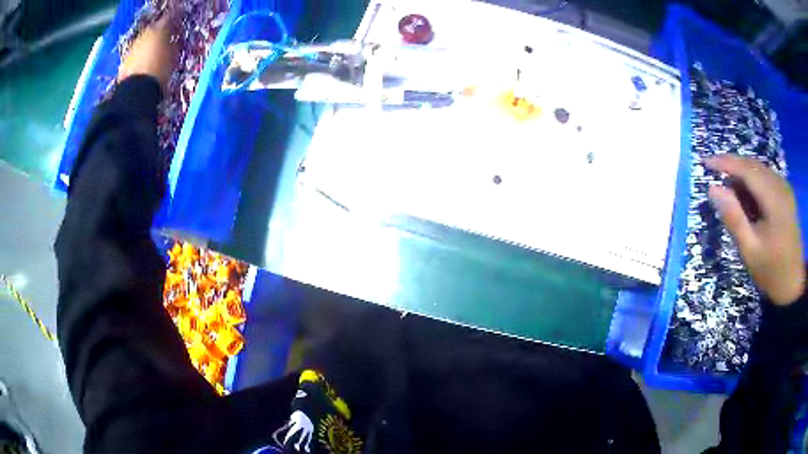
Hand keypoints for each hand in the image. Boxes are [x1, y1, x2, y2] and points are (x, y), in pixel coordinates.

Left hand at [118, 15, 177, 90]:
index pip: (169, 18)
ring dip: (150, 44)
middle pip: (154, 29)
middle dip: (160, 31)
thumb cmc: (158, 72)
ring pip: (144, 41)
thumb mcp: (172, 57)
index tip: (179, 20)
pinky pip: (136, 53)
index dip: (175, 18)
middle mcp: (144, 35)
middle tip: (167, 36)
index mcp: (158, 30)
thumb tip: (175, 40)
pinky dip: (141, 55)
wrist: (135, 93)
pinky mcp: (125, 61)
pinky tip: (145, 62)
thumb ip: (174, 44)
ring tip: (156, 51)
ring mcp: (133, 48)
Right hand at [706, 155, 804, 305]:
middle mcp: (781, 186)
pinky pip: (767, 179)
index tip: (706, 162)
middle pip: (754, 166)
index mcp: (774, 199)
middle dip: (734, 168)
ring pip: (760, 171)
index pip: (747, 169)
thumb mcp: (750, 250)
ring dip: (744, 177)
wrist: (793, 285)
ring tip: (731, 193)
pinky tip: (748, 199)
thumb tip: (713, 189)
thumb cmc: (772, 272)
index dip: (726, 162)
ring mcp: (785, 189)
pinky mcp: (786, 195)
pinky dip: (754, 184)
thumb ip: (733, 218)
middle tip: (716, 179)